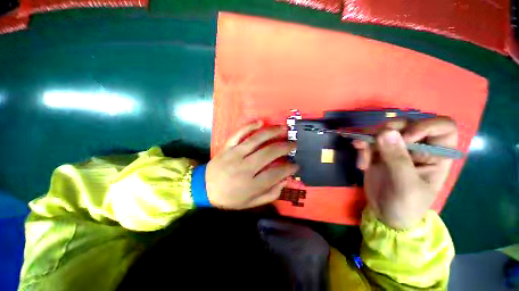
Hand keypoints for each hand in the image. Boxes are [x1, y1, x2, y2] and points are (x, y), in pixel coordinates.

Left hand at [206, 121, 298, 208]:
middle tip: (293, 144)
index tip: (295, 164)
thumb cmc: (229, 197)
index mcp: (251, 185)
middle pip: (269, 153)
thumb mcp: (251, 203)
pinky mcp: (227, 147)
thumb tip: (285, 181)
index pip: (276, 174)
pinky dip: (250, 126)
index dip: (289, 168)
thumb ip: (270, 194)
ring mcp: (235, 154)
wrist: (204, 188)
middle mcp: (244, 167)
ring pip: (257, 140)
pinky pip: (239, 133)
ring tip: (284, 129)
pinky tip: (261, 122)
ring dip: (273, 132)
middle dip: (285, 147)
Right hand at [353, 117, 457, 229]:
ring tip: (363, 159)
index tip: (405, 138)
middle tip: (376, 144)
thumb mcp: (406, 185)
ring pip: (384, 131)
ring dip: (369, 141)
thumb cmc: (406, 205)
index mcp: (437, 155)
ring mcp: (396, 149)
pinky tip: (360, 163)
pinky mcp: (378, 153)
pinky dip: (361, 148)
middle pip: (407, 124)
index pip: (442, 127)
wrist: (385, 215)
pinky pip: (368, 142)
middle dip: (389, 131)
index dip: (425, 126)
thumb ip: (397, 159)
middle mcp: (418, 147)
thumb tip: (385, 132)